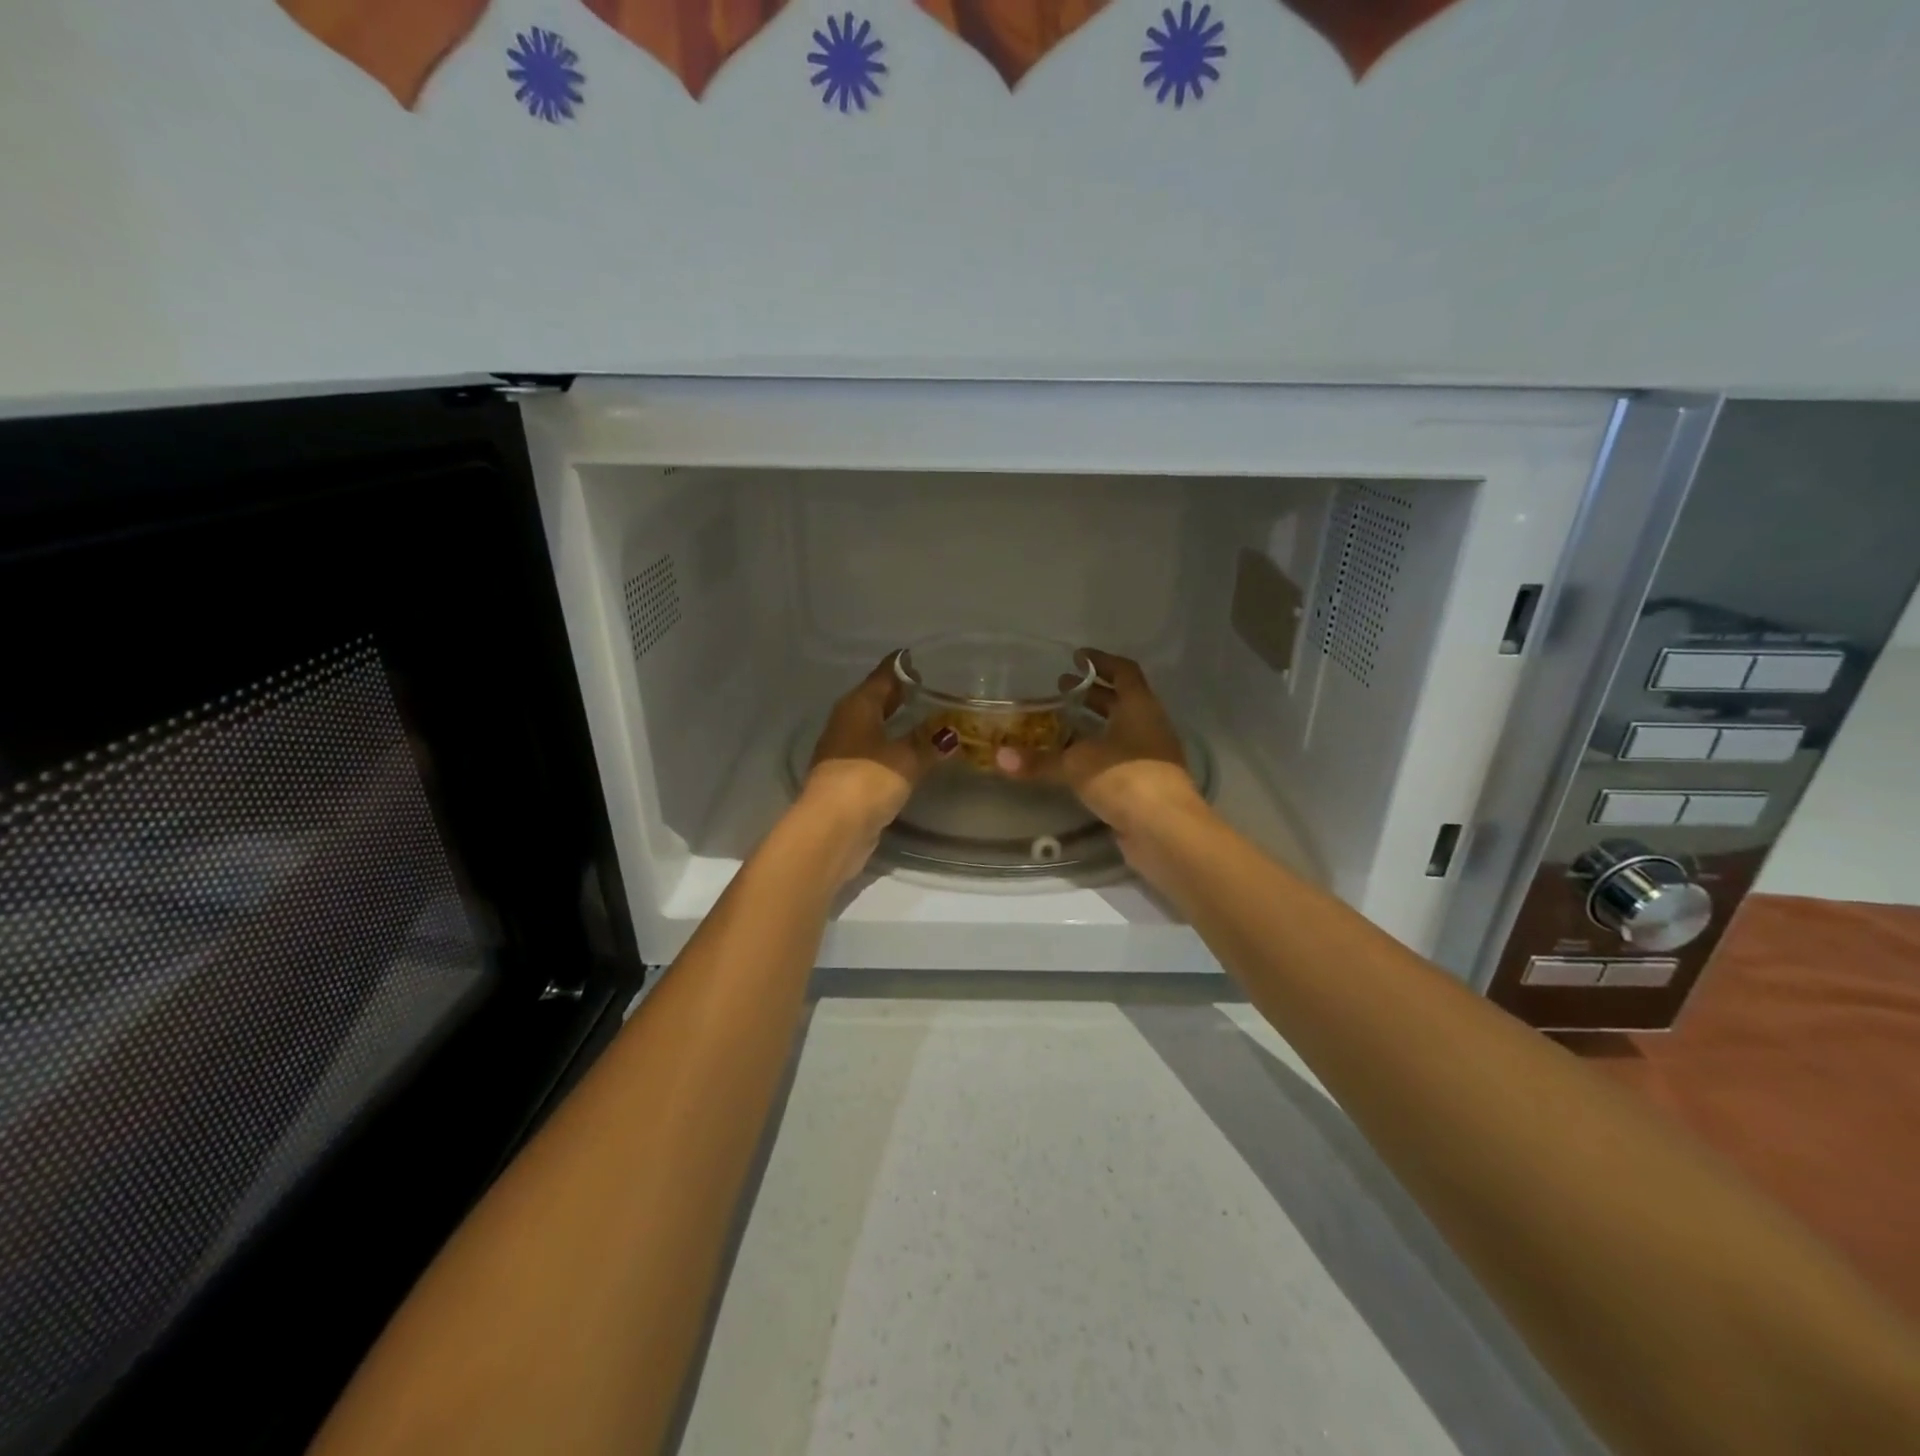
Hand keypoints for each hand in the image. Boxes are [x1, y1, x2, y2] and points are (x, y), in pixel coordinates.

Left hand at [799, 654, 953, 880]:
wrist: (832, 829)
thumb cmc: (867, 780)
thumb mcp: (906, 758)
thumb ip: (929, 742)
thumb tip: (951, 732)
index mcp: (857, 705)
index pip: (884, 675)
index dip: (905, 666)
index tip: (930, 661)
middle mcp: (847, 721)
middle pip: (878, 699)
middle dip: (904, 695)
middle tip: (938, 690)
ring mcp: (844, 750)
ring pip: (877, 727)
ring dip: (900, 724)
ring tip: (934, 721)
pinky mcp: (849, 777)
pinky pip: (877, 752)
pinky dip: (895, 748)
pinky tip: (916, 754)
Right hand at [1006, 649, 1203, 838]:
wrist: (1165, 829)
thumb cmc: (1125, 779)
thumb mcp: (1076, 765)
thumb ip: (1039, 761)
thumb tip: (998, 758)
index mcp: (1139, 707)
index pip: (1124, 672)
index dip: (1101, 662)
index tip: (1077, 657)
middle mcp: (1149, 725)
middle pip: (1122, 701)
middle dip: (1092, 694)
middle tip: (1060, 689)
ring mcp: (1152, 755)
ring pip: (1121, 730)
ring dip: (1095, 724)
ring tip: (1062, 724)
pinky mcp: (1146, 783)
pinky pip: (1119, 757)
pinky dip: (1098, 752)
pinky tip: (1074, 761)